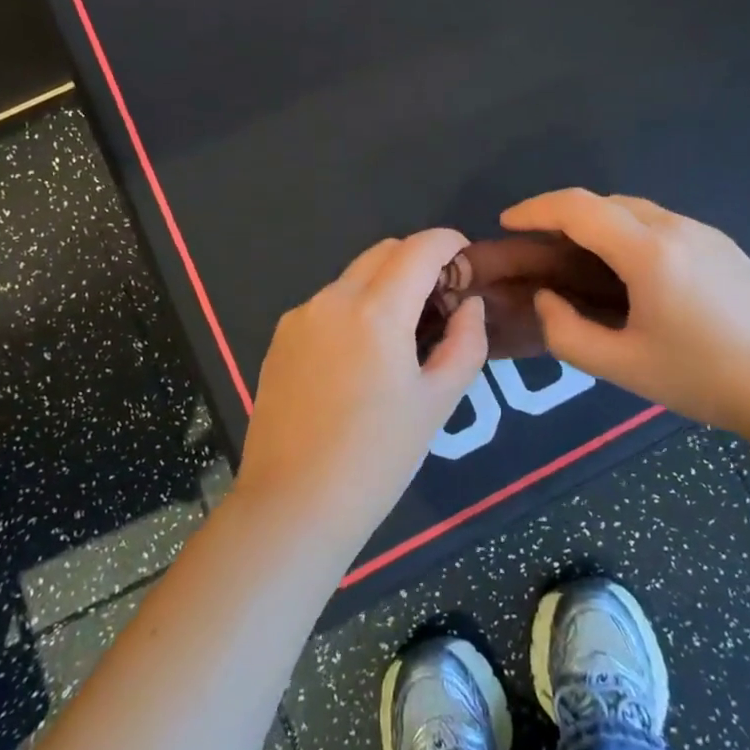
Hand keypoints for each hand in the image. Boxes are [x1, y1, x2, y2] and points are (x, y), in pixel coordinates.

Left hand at [234, 229, 488, 548]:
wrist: (292, 506)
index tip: (466, 261)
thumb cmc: (377, 459)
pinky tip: (360, 358)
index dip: (449, 243)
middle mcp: (333, 298)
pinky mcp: (281, 338)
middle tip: (440, 302)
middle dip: (418, 261)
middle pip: (385, 252)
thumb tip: (468, 304)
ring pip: (354, 276)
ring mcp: (301, 316)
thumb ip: (465, 342)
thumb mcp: (437, 403)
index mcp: (377, 310)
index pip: (420, 247)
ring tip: (401, 336)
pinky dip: (355, 308)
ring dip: (385, 285)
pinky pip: (328, 303)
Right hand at [499, 189, 749, 444]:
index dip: (536, 209)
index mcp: (649, 252)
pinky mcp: (722, 244)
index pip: (579, 208)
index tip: (507, 222)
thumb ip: (567, 333)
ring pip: (633, 209)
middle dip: (563, 215)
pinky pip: (659, 223)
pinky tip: (627, 271)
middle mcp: (675, 227)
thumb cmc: (705, 379)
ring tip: (577, 259)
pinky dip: (626, 232)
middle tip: (538, 247)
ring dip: (596, 223)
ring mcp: (703, 232)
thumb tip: (546, 298)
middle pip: (604, 202)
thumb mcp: (624, 367)